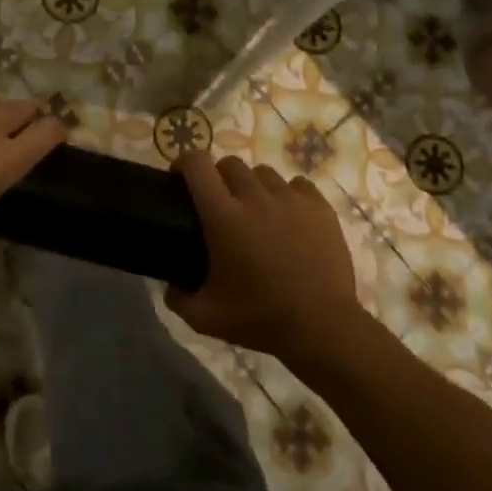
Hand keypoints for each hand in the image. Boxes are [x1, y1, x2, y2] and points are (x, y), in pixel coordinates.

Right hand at [167, 154, 362, 361]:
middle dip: (219, 176)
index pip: (197, 165)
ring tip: (257, 211)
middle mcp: (255, 197)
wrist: (322, 327)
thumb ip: (178, 298)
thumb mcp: (205, 318)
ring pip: (264, 173)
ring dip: (253, 186)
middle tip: (220, 203)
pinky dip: (288, 194)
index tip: (179, 177)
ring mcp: (291, 199)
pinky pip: (298, 184)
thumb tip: (169, 286)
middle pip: (230, 163)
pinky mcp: (320, 207)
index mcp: (223, 216)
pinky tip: (289, 217)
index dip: (184, 163)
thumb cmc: (260, 319)